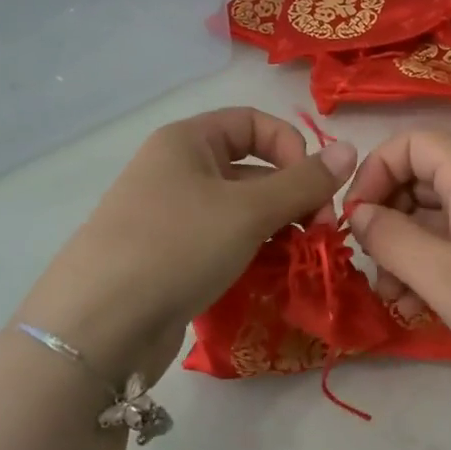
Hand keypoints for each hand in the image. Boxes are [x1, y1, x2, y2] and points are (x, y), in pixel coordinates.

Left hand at [20, 109, 355, 383]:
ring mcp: (170, 217)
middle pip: (251, 169)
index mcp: (188, 141)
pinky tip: (268, 277)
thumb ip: (304, 182)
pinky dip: (251, 254)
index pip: (255, 123)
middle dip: (292, 197)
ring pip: (240, 211)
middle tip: (318, 236)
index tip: (316, 190)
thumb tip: (351, 150)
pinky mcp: (169, 258)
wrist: (99, 326)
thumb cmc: (177, 247)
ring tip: (297, 259)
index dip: (293, 148)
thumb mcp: (249, 211)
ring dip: (276, 229)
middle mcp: (176, 171)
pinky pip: (222, 243)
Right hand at [345, 128, 450, 396]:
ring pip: (436, 216)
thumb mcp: (445, 277)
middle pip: (421, 179)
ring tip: (395, 296)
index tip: (356, 220)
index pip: (411, 143)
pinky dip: (434, 264)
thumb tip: (359, 215)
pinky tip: (422, 305)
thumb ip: (393, 241)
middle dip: (387, 219)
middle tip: (372, 267)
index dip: (374, 172)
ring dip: (406, 250)